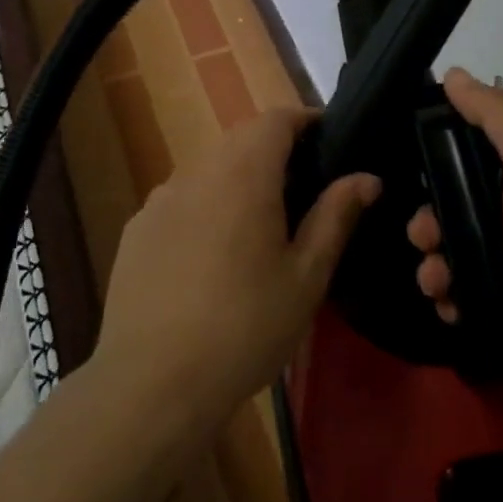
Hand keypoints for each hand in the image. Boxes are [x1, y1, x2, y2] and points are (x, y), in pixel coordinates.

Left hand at [96, 108, 379, 434]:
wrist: (153, 383)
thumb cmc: (245, 327)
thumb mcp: (306, 276)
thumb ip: (336, 216)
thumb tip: (366, 177)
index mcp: (243, 174)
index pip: (276, 119)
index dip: (306, 122)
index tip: (330, 142)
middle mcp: (197, 172)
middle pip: (241, 140)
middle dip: (275, 151)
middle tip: (305, 190)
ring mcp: (159, 200)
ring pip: (209, 169)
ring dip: (239, 179)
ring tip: (261, 225)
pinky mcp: (137, 230)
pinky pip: (181, 200)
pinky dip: (206, 207)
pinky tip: (213, 256)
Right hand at [408, 68, 502, 416]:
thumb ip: (497, 115)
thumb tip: (454, 74)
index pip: (472, 154)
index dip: (439, 155)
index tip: (411, 161)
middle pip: (453, 207)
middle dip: (427, 218)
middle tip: (425, 233)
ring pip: (450, 253)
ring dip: (431, 262)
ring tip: (437, 277)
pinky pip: (457, 296)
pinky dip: (445, 298)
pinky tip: (448, 302)